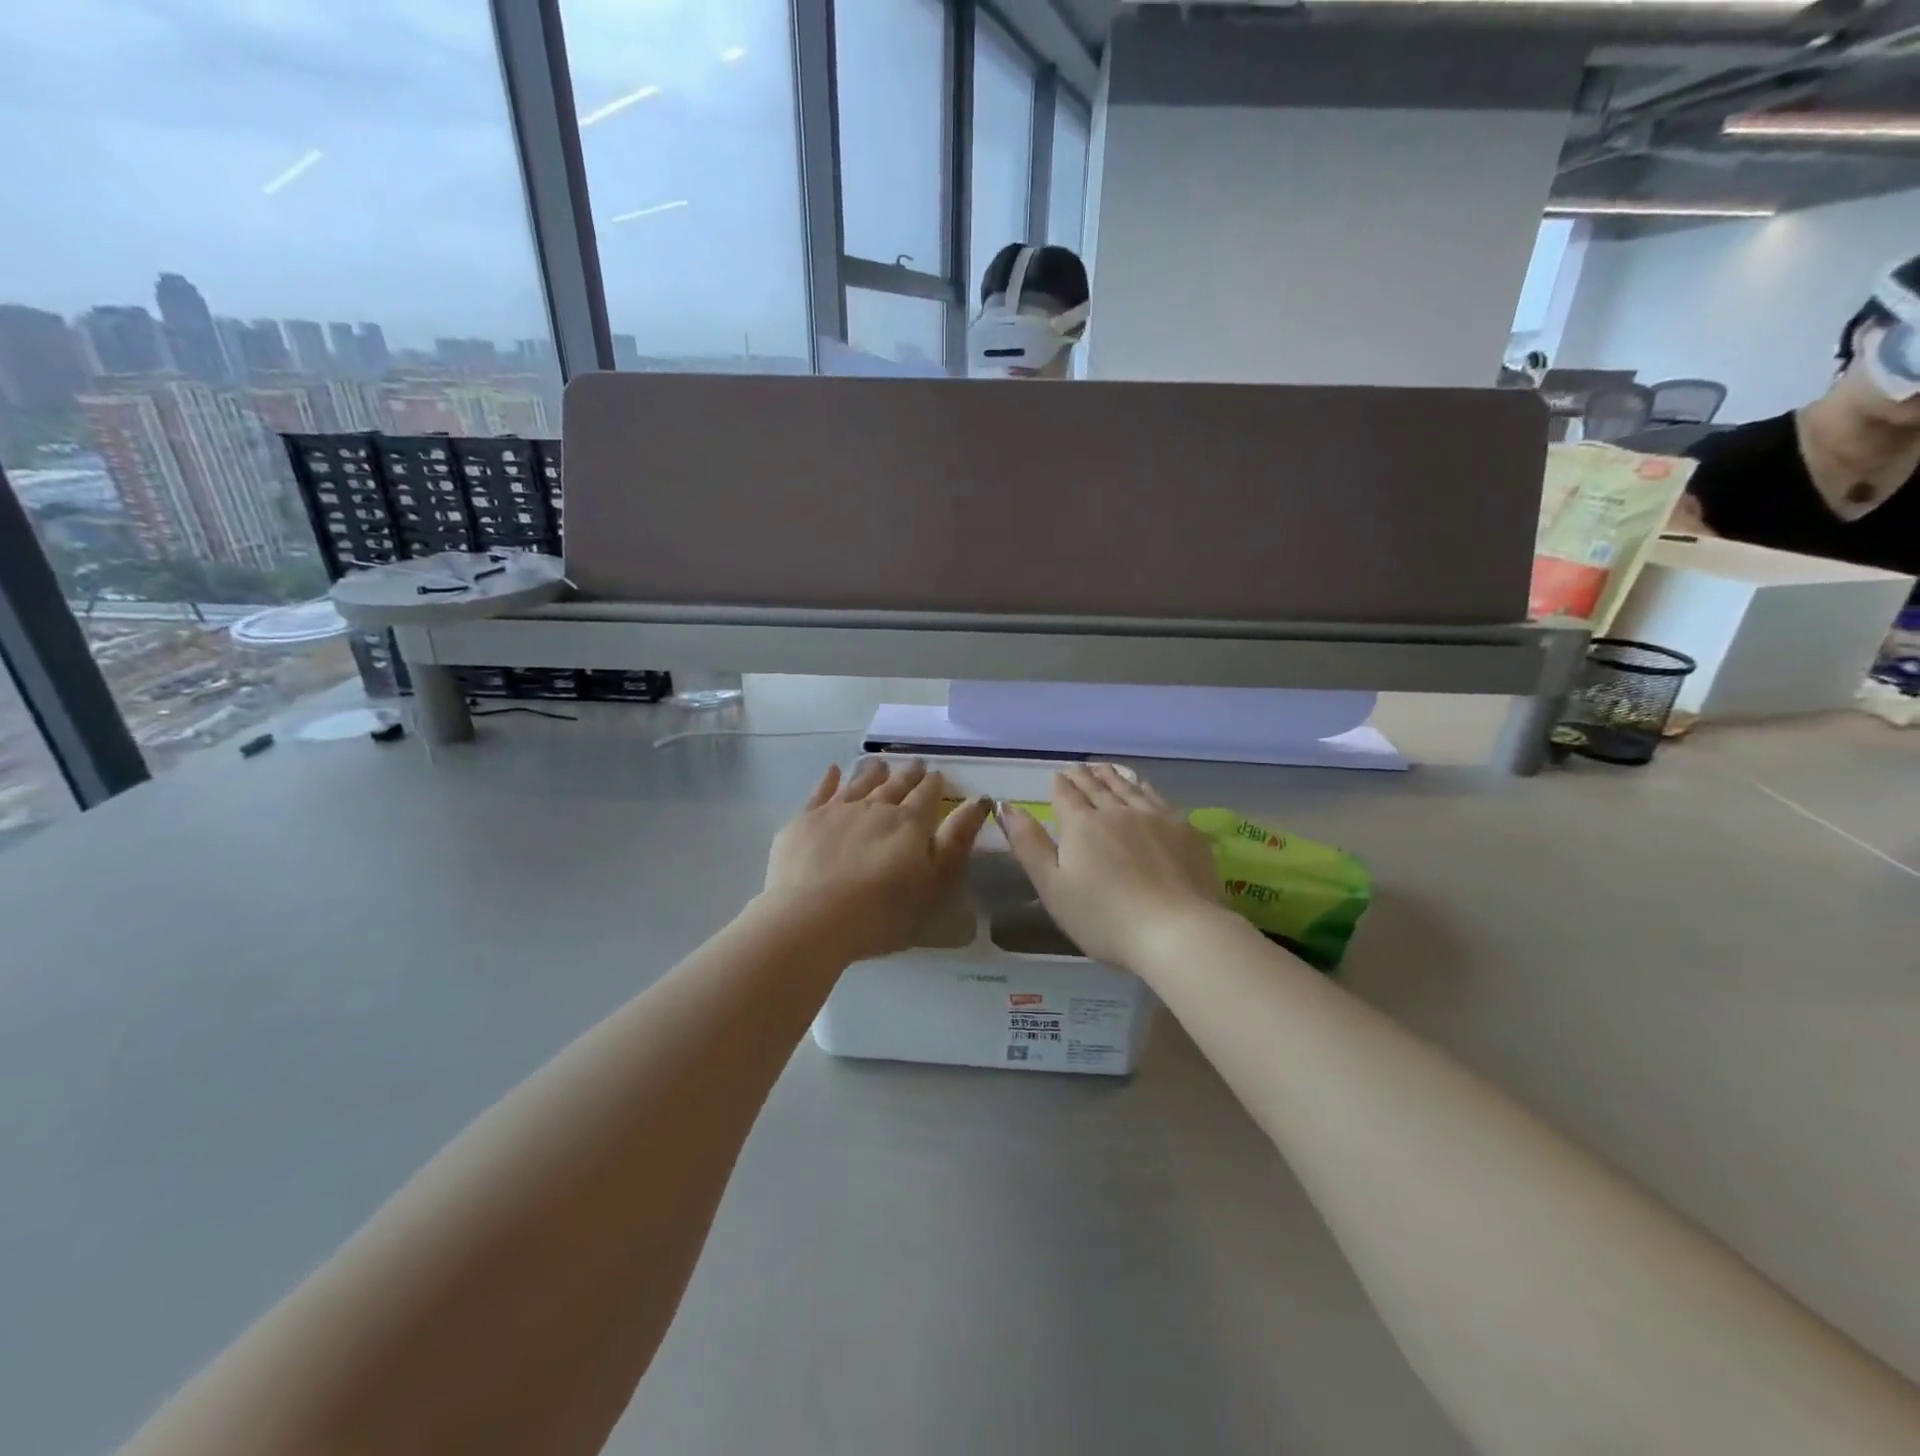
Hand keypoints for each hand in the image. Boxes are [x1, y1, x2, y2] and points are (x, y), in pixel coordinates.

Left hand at [760, 759, 991, 962]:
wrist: (810, 919)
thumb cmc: (882, 912)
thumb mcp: (934, 882)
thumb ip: (957, 840)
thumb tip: (979, 800)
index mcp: (909, 823)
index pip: (927, 795)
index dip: (934, 784)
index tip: (938, 774)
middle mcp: (875, 807)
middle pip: (895, 786)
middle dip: (907, 775)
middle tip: (915, 764)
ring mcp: (837, 811)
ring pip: (860, 784)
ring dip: (872, 773)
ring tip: (880, 764)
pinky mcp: (804, 821)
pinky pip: (820, 792)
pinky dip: (829, 780)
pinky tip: (833, 771)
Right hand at [999, 764, 1223, 968]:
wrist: (1176, 930)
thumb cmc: (1103, 917)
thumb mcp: (1052, 887)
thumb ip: (1028, 844)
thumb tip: (1007, 806)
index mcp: (1082, 825)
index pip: (1066, 796)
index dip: (1059, 785)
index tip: (1057, 776)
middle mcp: (1117, 811)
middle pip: (1097, 788)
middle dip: (1083, 777)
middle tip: (1077, 768)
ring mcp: (1154, 817)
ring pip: (1128, 788)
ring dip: (1112, 777)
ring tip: (1104, 769)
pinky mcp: (1184, 830)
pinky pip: (1158, 798)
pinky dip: (1144, 788)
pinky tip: (1143, 787)